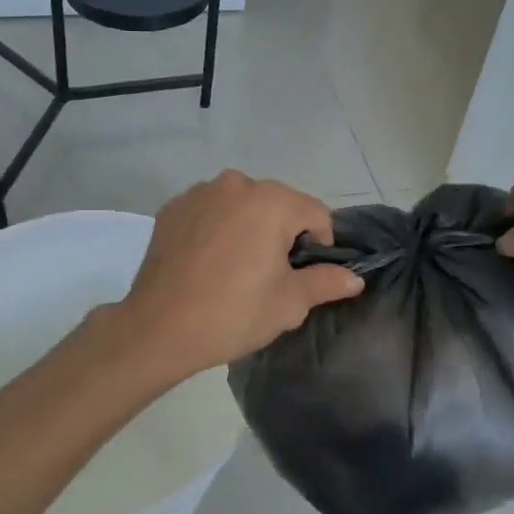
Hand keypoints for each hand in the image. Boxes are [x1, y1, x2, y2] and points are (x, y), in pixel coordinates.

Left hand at [116, 171, 364, 379]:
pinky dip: (217, 228)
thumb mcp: (289, 302)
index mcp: (272, 201)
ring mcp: (200, 192)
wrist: (158, 328)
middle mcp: (236, 184)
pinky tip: (208, 261)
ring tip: (237, 267)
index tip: (306, 274)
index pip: (315, 213)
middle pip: (277, 204)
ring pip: (241, 205)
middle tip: (271, 273)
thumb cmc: (234, 313)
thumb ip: (326, 282)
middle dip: (282, 232)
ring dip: (248, 226)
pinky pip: (210, 211)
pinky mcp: (172, 208)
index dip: (320, 244)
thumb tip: (355, 278)